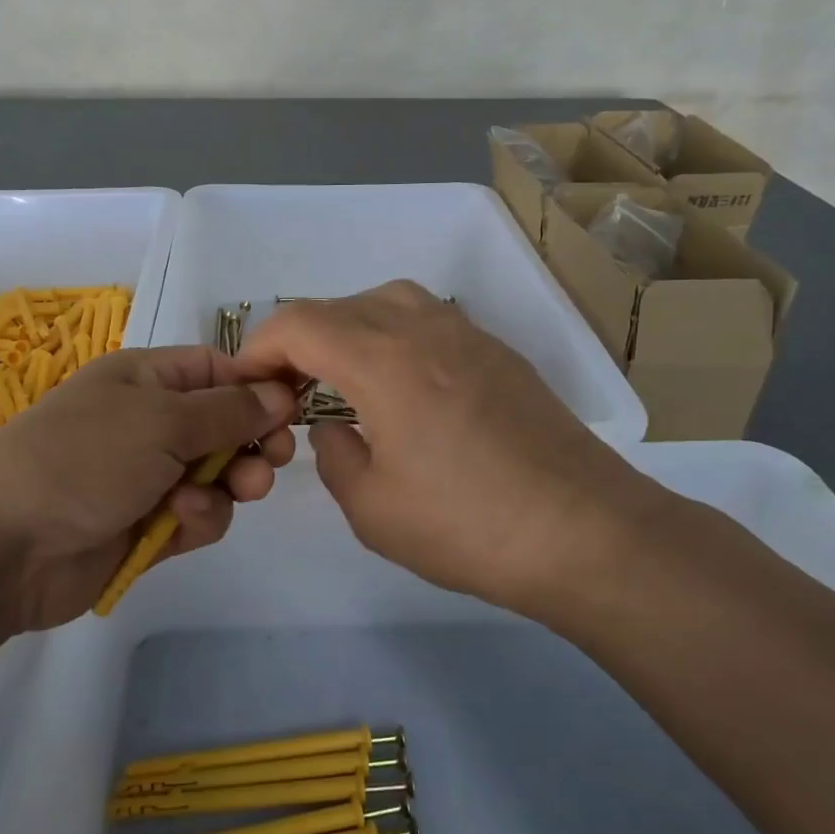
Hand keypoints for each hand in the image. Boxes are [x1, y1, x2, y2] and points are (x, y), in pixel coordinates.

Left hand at [0, 347, 296, 634]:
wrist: (3, 547)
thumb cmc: (83, 458)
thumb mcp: (161, 420)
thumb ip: (228, 410)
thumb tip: (281, 393)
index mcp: (147, 379)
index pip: (217, 370)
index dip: (257, 387)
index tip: (293, 410)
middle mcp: (150, 422)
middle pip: (225, 425)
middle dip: (253, 441)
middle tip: (271, 458)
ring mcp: (149, 476)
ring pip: (219, 475)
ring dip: (230, 484)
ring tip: (232, 490)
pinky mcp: (149, 526)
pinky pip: (199, 515)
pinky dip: (199, 516)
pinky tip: (180, 520)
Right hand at [232, 281, 675, 616]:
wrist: (586, 532)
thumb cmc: (468, 526)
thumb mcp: (372, 508)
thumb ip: (334, 455)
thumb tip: (336, 427)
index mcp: (382, 359)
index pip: (299, 322)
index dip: (260, 345)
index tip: (249, 383)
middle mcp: (423, 328)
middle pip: (340, 305)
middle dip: (300, 340)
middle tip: (290, 389)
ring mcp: (468, 334)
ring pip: (388, 301)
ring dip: (350, 329)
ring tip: (342, 378)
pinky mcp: (500, 353)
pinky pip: (428, 320)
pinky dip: (394, 337)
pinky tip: (403, 386)